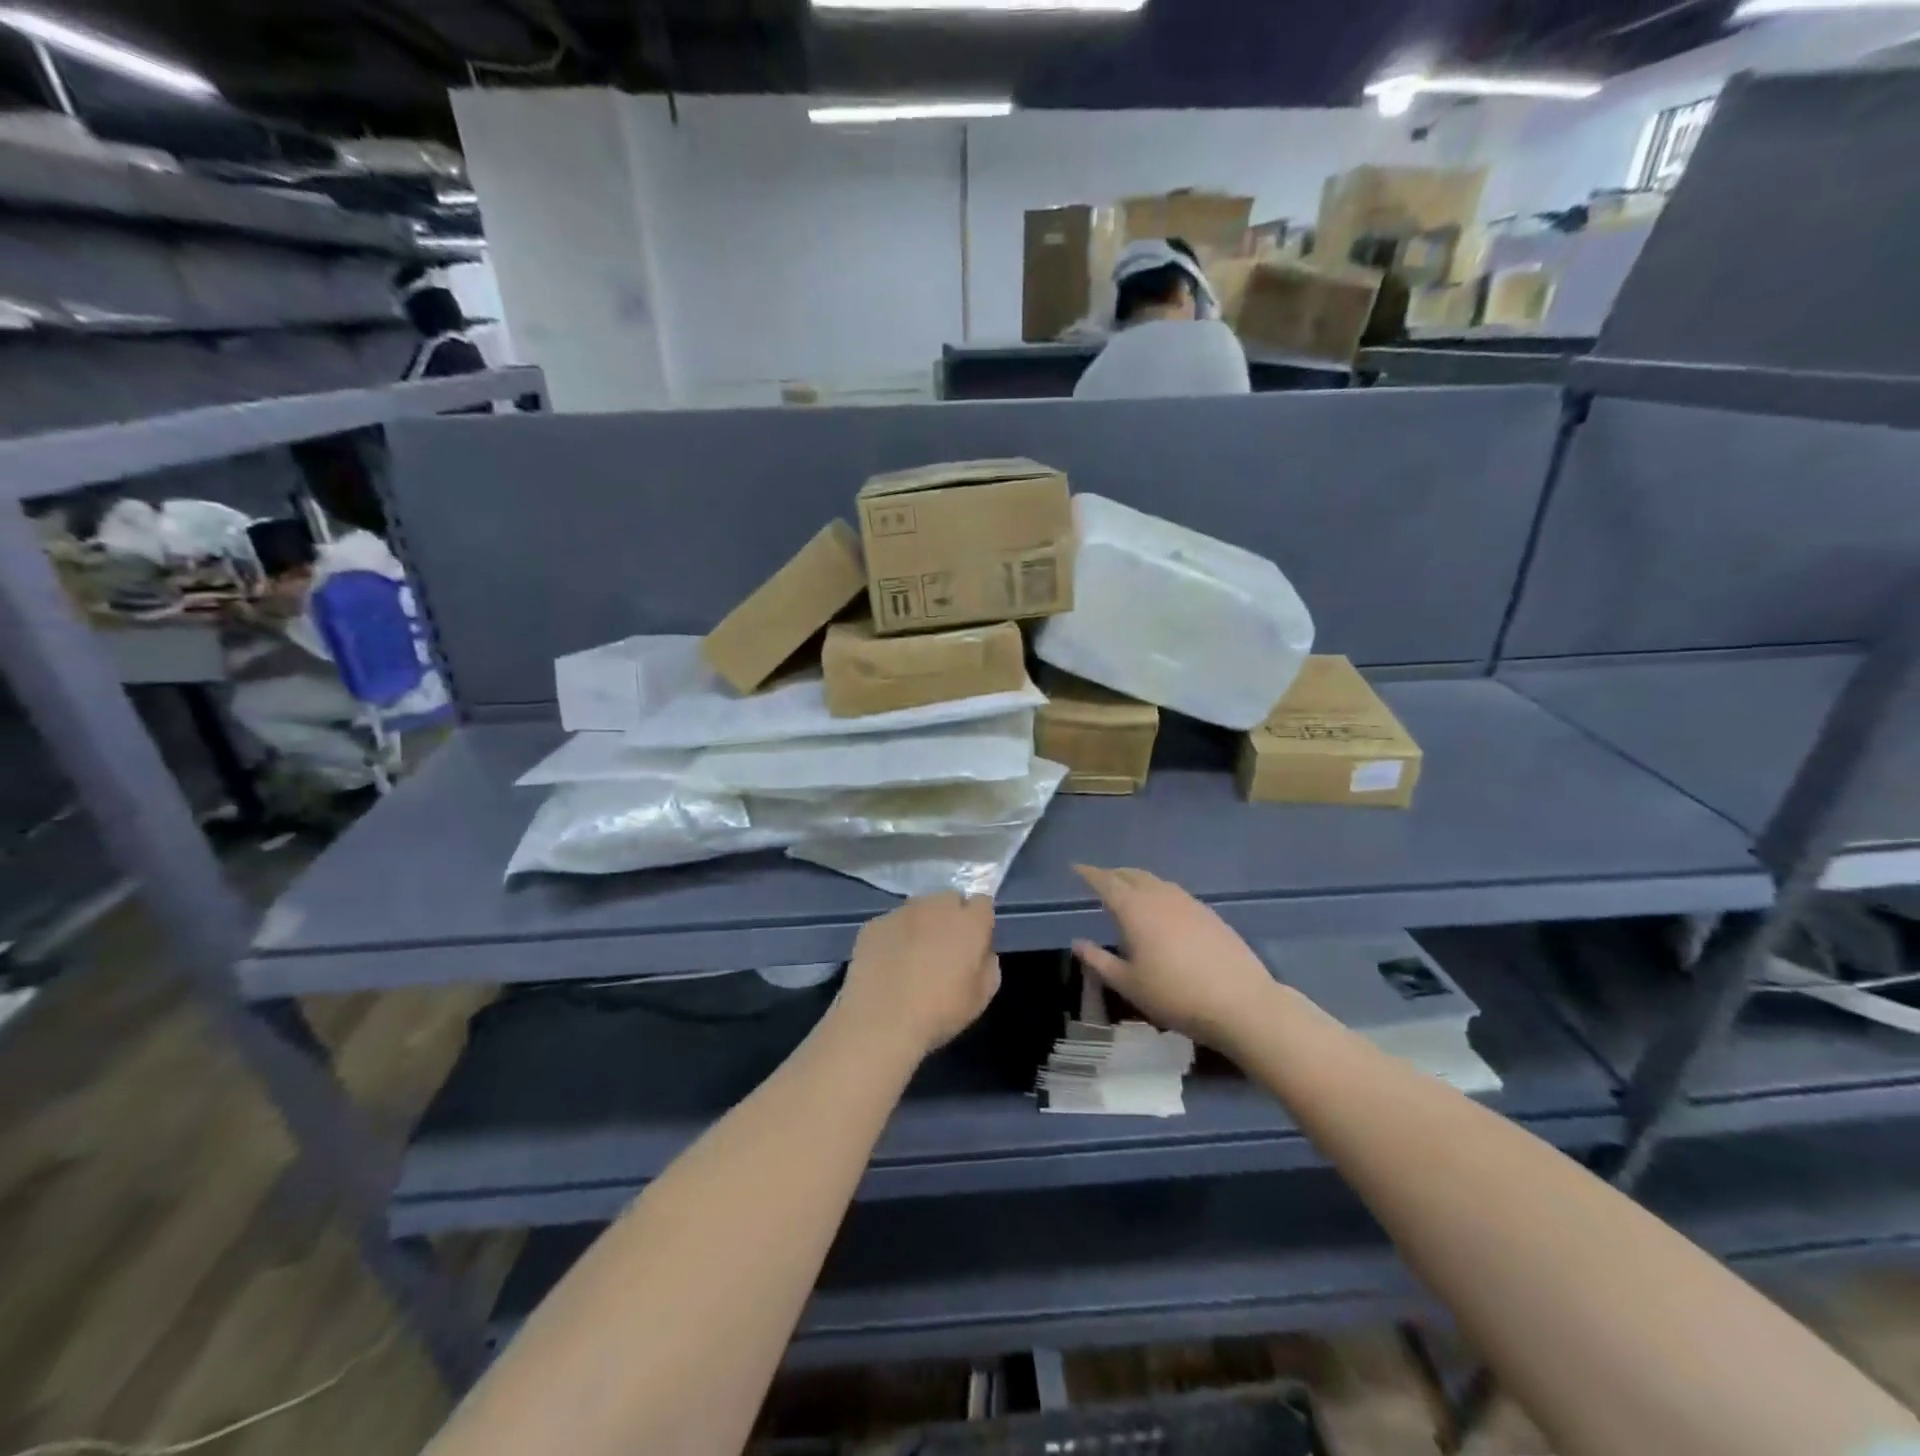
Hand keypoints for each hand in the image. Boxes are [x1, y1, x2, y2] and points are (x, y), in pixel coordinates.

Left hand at [835, 893, 999, 1062]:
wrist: (880, 1020)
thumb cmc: (939, 1011)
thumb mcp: (980, 998)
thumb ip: (988, 966)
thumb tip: (981, 953)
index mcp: (968, 922)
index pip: (982, 902)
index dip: (979, 921)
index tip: (973, 944)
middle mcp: (935, 907)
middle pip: (949, 899)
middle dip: (950, 917)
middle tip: (943, 949)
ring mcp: (901, 912)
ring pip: (918, 909)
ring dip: (921, 924)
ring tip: (911, 957)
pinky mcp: (873, 925)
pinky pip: (891, 924)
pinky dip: (893, 937)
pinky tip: (887, 965)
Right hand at [1072, 865, 1278, 1054]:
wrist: (1241, 1003)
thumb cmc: (1175, 995)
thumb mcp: (1129, 985)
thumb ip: (1099, 961)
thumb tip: (1077, 942)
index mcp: (1135, 909)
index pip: (1106, 882)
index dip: (1088, 873)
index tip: (1075, 867)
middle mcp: (1160, 896)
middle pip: (1132, 875)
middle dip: (1113, 874)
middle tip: (1099, 880)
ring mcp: (1188, 902)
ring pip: (1155, 881)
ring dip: (1137, 881)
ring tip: (1128, 893)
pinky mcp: (1209, 913)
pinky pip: (1174, 893)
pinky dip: (1158, 893)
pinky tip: (1161, 912)